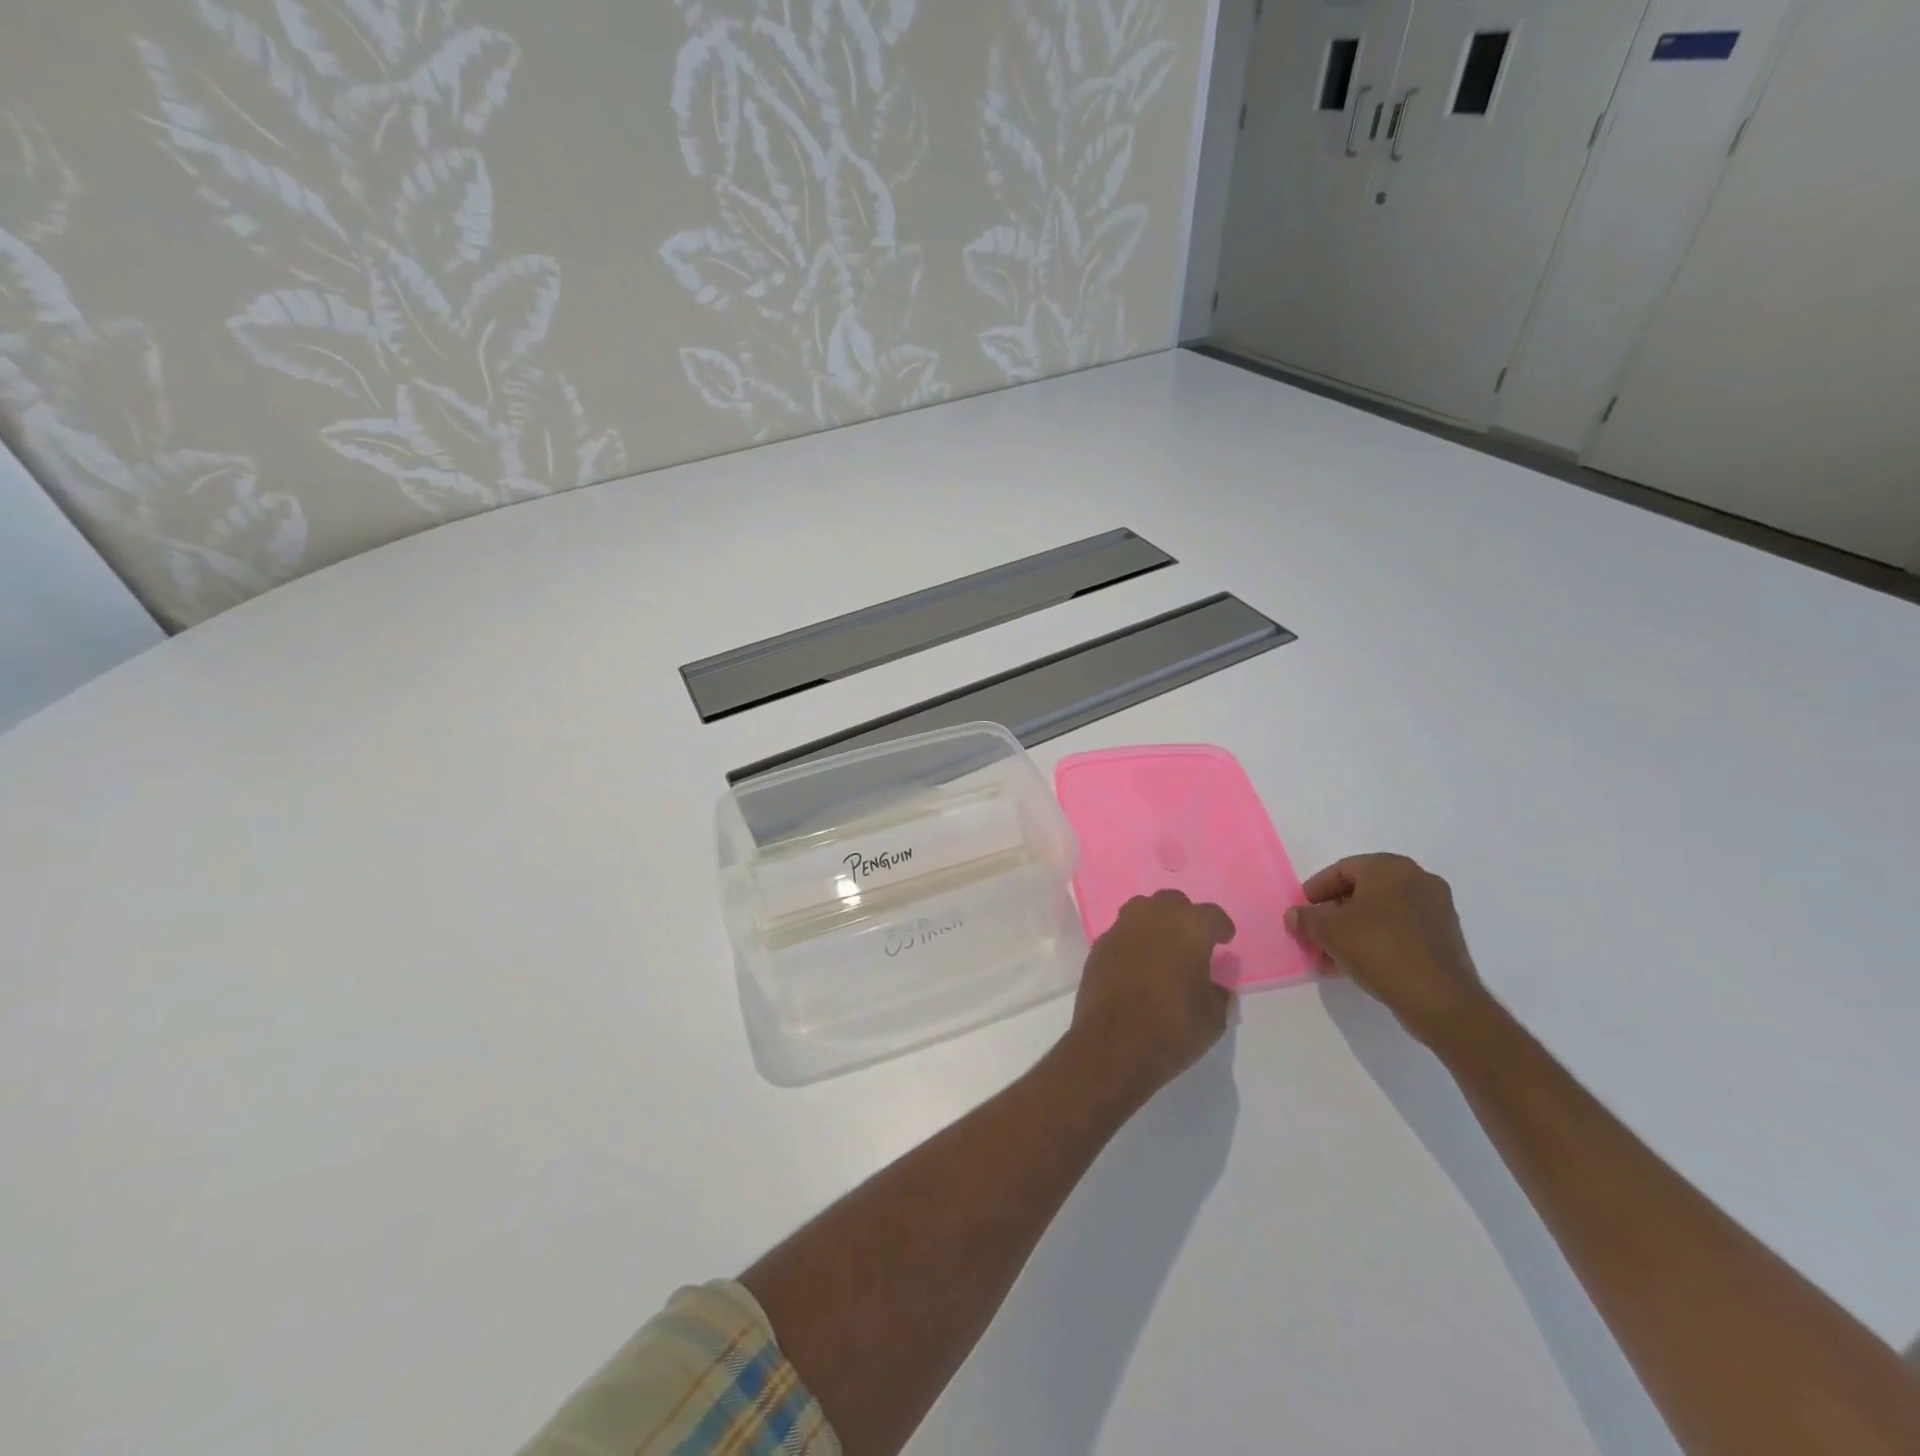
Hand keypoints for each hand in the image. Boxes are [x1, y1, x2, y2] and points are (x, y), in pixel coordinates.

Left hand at [1062, 890, 1235, 1110]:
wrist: (1113, 1045)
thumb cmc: (1172, 1029)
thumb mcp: (1213, 1019)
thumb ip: (1217, 994)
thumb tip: (1214, 985)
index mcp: (1188, 929)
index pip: (1211, 914)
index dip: (1220, 926)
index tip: (1224, 939)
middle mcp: (1153, 918)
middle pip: (1172, 901)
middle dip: (1185, 915)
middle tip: (1192, 938)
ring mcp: (1121, 929)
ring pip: (1141, 908)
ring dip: (1155, 920)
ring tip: (1163, 943)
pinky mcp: (1099, 946)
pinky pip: (1121, 931)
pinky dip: (1132, 939)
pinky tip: (1137, 961)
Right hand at [1285, 854, 1490, 1050]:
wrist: (1438, 998)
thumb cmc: (1378, 948)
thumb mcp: (1328, 931)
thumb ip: (1306, 918)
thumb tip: (1294, 915)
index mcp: (1390, 868)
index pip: (1342, 869)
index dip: (1316, 889)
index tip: (1301, 911)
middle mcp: (1417, 880)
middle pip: (1362, 892)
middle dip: (1333, 914)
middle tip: (1314, 933)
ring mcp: (1436, 910)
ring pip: (1380, 914)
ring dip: (1351, 931)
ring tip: (1329, 956)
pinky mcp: (1444, 938)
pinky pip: (1399, 931)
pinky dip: (1375, 941)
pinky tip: (1355, 964)